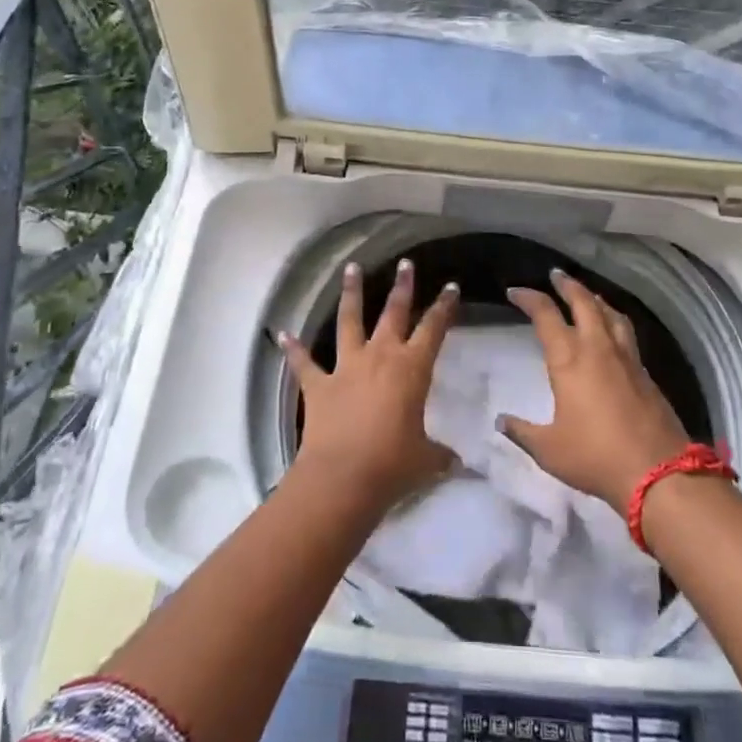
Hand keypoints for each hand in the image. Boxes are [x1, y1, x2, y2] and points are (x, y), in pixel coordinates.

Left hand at [281, 258, 458, 512]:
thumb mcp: (426, 460)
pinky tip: (283, 333)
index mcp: (412, 369)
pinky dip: (294, 348)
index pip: (434, 329)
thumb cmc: (392, 465)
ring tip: (351, 268)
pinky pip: (304, 362)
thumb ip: (440, 455)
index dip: (444, 307)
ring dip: (351, 294)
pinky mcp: (318, 385)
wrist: (342, 478)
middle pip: (393, 313)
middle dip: (402, 287)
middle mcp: (380, 357)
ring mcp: (346, 367)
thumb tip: (458, 463)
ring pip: (349, 320)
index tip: (451, 287)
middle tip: (405, 264)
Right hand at [499, 270, 690, 509]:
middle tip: (555, 275)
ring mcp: (625, 357)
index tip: (515, 292)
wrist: (658, 472)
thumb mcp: (549, 449)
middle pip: (583, 301)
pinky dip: (613, 319)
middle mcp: (597, 347)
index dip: (529, 298)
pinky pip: (625, 332)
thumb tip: (501, 421)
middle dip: (567, 285)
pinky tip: (612, 330)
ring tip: (586, 295)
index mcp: (568, 358)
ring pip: (609, 313)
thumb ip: (523, 432)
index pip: (545, 315)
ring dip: (594, 298)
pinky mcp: (645, 372)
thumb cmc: (595, 456)